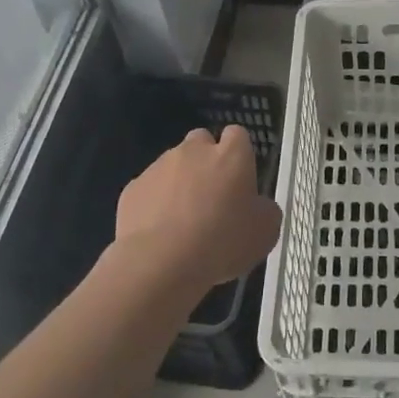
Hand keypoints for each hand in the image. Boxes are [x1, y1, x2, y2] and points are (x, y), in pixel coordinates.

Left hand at [114, 125, 281, 291]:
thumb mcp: (265, 232)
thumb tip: (257, 205)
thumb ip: (264, 209)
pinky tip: (159, 232)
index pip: (238, 135)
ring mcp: (159, 166)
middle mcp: (194, 151)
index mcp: (231, 155)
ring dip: (179, 182)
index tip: (239, 179)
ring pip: (172, 164)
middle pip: (201, 141)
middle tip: (211, 196)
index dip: (239, 154)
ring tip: (182, 220)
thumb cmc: (223, 242)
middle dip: (206, 161)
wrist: (161, 263)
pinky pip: (149, 189)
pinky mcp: (133, 188)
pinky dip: (155, 203)